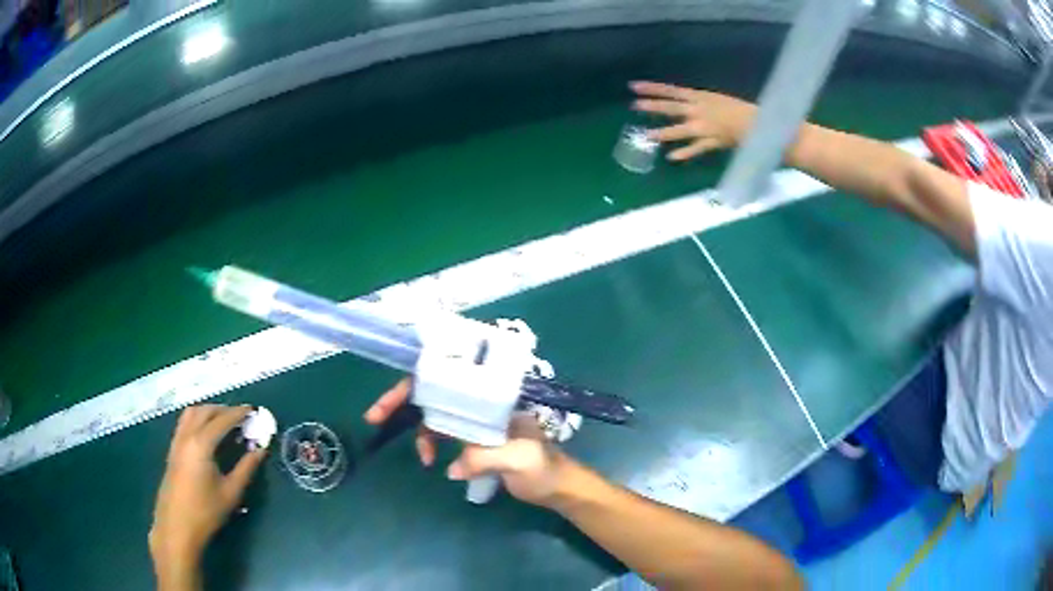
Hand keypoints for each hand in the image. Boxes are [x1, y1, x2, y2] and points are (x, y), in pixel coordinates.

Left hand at [150, 405, 265, 584]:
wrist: (177, 526)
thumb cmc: (206, 511)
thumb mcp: (231, 492)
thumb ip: (246, 468)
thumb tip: (260, 449)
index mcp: (201, 444)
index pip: (222, 420)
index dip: (239, 414)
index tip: (253, 410)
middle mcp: (186, 436)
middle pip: (204, 411)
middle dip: (223, 409)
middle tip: (241, 417)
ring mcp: (177, 441)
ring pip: (191, 413)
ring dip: (208, 411)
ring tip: (224, 421)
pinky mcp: (173, 449)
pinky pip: (185, 423)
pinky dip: (198, 419)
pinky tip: (207, 433)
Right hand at [365, 379, 575, 506]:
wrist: (556, 487)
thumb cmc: (545, 468)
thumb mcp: (521, 461)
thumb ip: (487, 457)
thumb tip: (453, 465)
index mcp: (495, 396)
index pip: (451, 378)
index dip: (418, 383)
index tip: (391, 399)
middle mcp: (481, 401)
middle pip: (435, 391)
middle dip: (402, 401)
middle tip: (374, 416)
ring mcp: (476, 419)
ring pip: (435, 414)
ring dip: (419, 432)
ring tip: (422, 458)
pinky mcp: (473, 437)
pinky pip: (443, 434)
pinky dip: (431, 445)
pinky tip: (434, 463)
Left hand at [630, 81, 755, 160]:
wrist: (755, 121)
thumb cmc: (736, 108)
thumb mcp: (713, 98)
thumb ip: (696, 102)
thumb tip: (680, 102)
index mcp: (699, 97)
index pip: (671, 90)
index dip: (652, 88)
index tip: (633, 86)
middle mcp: (698, 110)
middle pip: (672, 107)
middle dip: (653, 106)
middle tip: (633, 105)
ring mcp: (704, 127)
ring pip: (680, 129)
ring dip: (664, 132)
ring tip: (647, 135)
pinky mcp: (712, 141)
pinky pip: (697, 148)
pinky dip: (685, 153)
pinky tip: (671, 157)